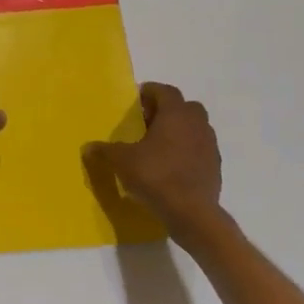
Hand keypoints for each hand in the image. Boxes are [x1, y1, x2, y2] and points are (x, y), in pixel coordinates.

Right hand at [85, 83, 222, 230]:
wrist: (192, 212)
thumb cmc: (155, 175)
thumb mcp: (122, 161)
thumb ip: (105, 150)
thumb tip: (88, 147)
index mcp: (175, 114)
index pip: (165, 91)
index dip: (150, 92)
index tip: (137, 100)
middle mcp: (196, 124)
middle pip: (185, 107)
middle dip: (168, 110)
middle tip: (148, 122)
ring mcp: (209, 145)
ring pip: (195, 128)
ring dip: (179, 130)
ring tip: (159, 145)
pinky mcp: (215, 166)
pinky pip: (200, 149)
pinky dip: (188, 151)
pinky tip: (172, 166)